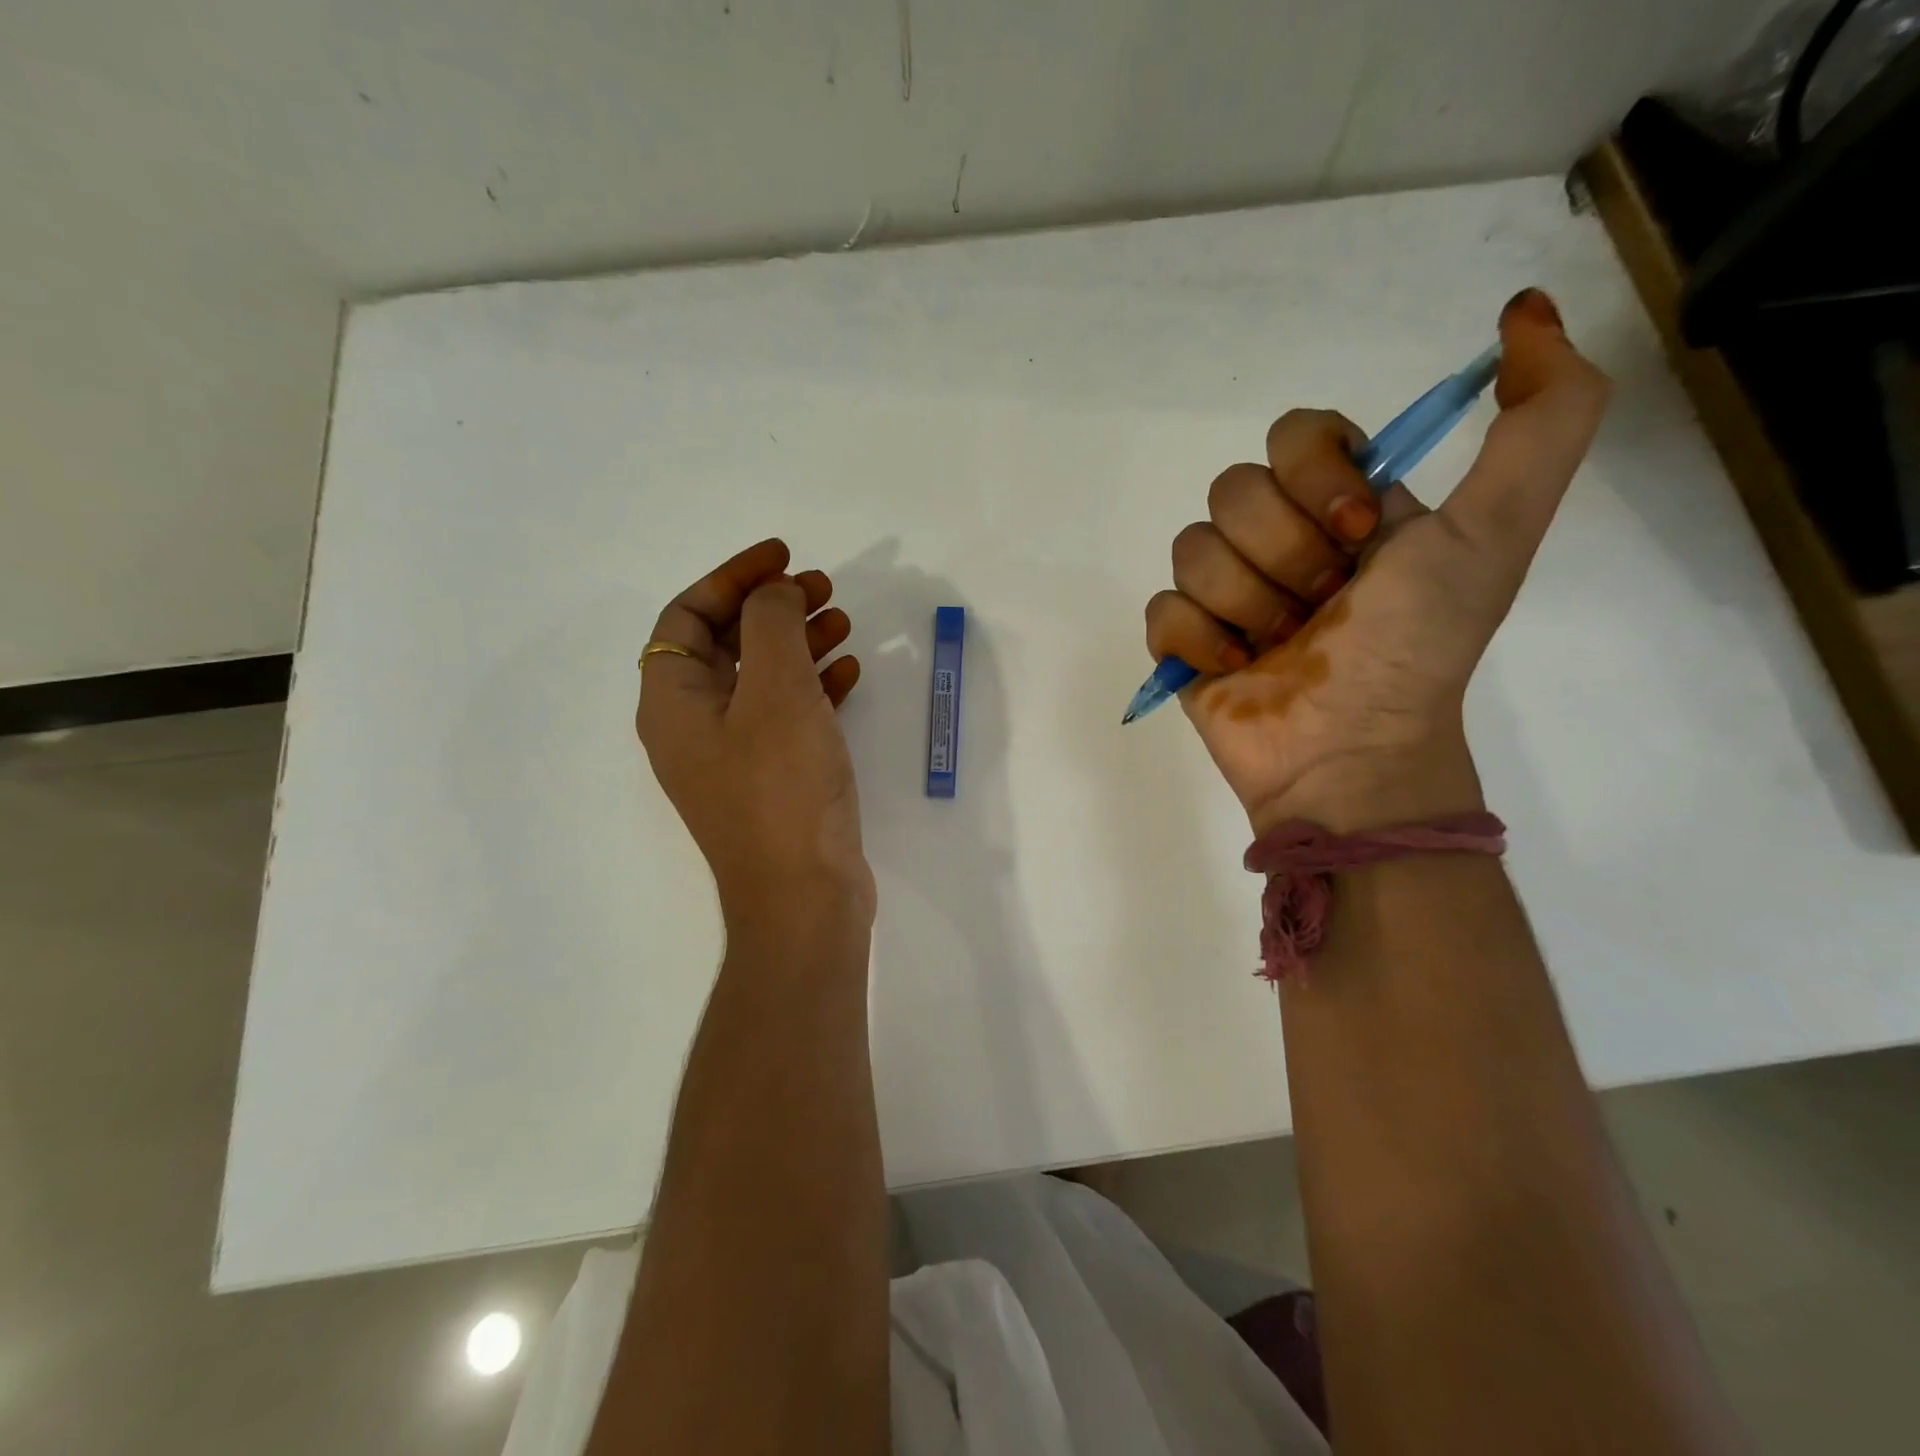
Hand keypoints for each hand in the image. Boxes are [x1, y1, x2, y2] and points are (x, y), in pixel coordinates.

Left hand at [636, 538, 873, 921]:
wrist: (804, 897)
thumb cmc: (782, 787)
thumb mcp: (776, 691)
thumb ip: (772, 625)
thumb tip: (775, 593)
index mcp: (673, 701)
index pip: (689, 615)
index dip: (733, 577)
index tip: (783, 557)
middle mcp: (694, 725)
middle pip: (727, 643)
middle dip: (774, 608)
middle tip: (824, 587)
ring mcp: (734, 755)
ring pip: (763, 678)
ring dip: (800, 643)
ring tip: (845, 621)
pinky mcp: (772, 778)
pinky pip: (788, 715)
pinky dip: (815, 686)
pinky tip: (851, 673)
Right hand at [1145, 289, 1610, 832]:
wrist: (1352, 752)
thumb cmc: (1417, 647)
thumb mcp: (1495, 531)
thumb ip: (1544, 420)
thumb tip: (1526, 310)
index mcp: (1342, 505)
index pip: (1293, 433)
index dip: (1316, 477)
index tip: (1359, 536)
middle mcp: (1278, 539)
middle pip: (1233, 490)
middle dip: (1286, 555)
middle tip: (1324, 608)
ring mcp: (1225, 592)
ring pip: (1192, 548)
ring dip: (1248, 603)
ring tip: (1280, 648)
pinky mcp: (1183, 641)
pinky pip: (1162, 608)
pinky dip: (1200, 640)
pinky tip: (1235, 668)